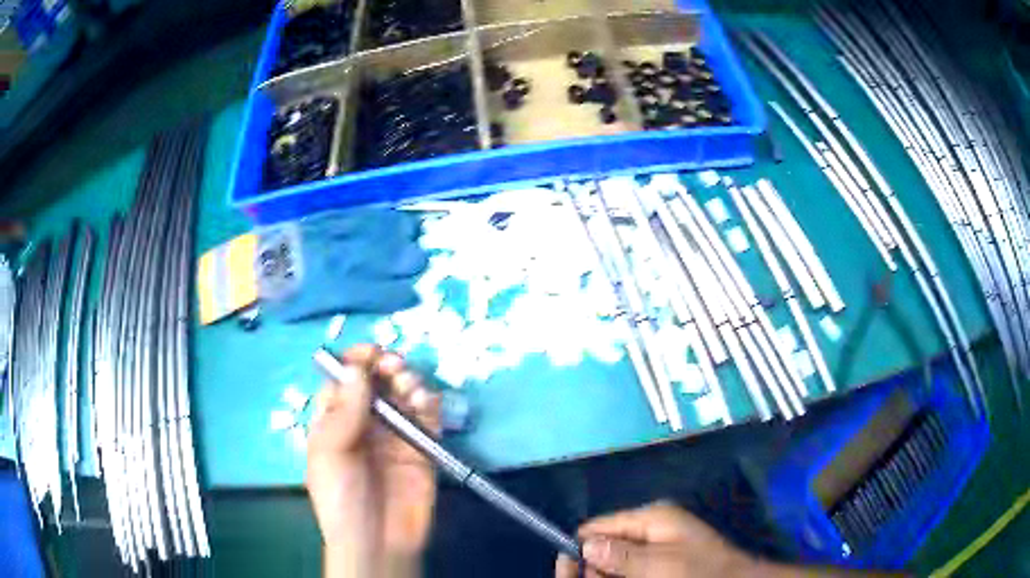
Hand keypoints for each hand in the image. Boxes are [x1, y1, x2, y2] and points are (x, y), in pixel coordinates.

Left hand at [306, 345, 440, 577]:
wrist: (378, 540)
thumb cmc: (341, 497)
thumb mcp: (330, 452)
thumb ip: (344, 410)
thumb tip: (355, 368)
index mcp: (334, 420)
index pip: (344, 379)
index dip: (356, 362)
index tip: (372, 352)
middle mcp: (364, 422)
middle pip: (377, 382)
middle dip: (386, 367)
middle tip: (395, 367)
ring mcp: (395, 434)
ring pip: (403, 394)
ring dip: (409, 381)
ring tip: (410, 388)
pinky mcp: (422, 447)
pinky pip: (428, 417)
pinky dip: (430, 403)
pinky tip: (426, 404)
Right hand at [555, 501, 757, 577]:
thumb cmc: (700, 571)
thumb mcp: (661, 565)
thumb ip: (622, 556)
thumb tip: (584, 547)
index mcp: (650, 517)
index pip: (598, 526)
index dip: (582, 549)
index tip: (576, 573)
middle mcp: (650, 525)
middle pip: (605, 543)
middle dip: (597, 565)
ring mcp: (657, 541)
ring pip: (616, 558)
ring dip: (610, 572)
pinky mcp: (661, 556)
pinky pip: (631, 564)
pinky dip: (625, 574)